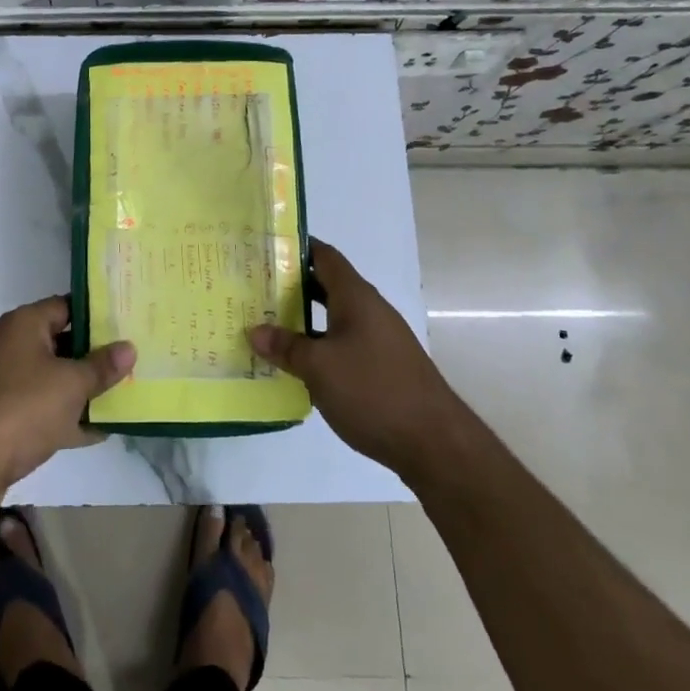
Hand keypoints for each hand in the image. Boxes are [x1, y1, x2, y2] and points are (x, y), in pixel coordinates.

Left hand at [0, 296, 134, 494]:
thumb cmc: (21, 409)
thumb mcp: (71, 385)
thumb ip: (102, 366)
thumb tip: (129, 347)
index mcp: (24, 324)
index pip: (66, 305)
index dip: (98, 314)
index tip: (128, 323)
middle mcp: (10, 345)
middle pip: (61, 342)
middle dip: (94, 355)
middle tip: (133, 360)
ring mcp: (3, 383)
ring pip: (52, 378)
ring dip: (83, 389)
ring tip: (124, 394)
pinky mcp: (1, 417)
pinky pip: (41, 409)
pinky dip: (66, 417)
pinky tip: (99, 431)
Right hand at [250, 240, 460, 477]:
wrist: (435, 443)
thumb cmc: (373, 390)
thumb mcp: (319, 367)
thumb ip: (286, 346)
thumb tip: (254, 331)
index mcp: (356, 297)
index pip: (323, 256)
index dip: (295, 247)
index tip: (264, 248)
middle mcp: (369, 310)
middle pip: (326, 285)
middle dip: (291, 285)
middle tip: (254, 288)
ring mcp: (378, 339)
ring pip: (333, 318)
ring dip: (302, 319)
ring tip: (265, 324)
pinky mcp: (382, 367)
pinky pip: (342, 343)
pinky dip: (318, 346)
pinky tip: (296, 364)